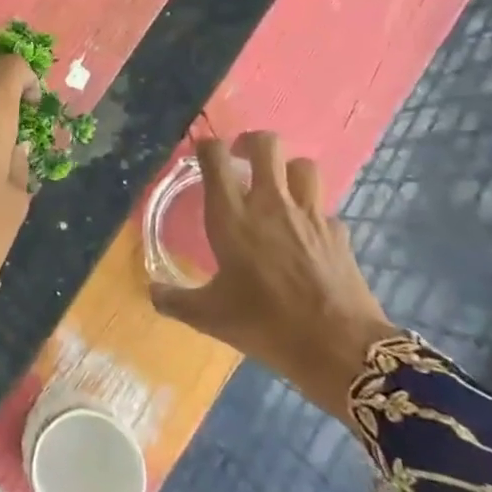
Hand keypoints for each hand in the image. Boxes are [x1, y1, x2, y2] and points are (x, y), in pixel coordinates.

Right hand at [150, 132, 396, 426]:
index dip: (206, 146)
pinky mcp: (339, 233)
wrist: (340, 349)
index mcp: (232, 215)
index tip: (200, 153)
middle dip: (251, 143)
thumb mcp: (209, 317)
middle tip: (240, 160)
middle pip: (267, 144)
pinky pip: (324, 208)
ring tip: (276, 187)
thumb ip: (175, 301)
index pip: (215, 157)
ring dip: (287, 170)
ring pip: (303, 165)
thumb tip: (151, 292)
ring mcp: (310, 215)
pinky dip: (313, 212)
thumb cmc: (265, 324)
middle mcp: (270, 203)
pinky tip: (305, 234)